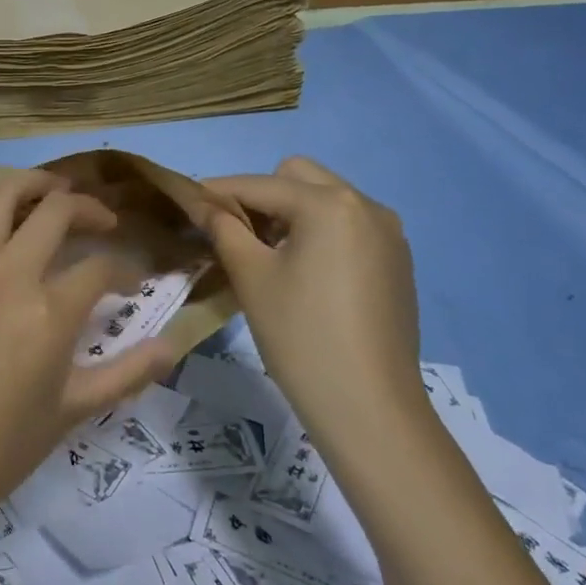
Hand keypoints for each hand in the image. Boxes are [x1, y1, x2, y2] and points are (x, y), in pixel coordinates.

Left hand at [0, 170, 181, 527]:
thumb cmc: (4, 445)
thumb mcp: (76, 409)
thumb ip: (129, 372)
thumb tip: (173, 345)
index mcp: (50, 311)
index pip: (102, 267)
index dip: (126, 269)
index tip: (132, 281)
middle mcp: (8, 273)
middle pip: (57, 211)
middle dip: (89, 208)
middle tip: (101, 221)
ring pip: (1, 195)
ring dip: (32, 184)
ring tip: (51, 190)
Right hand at [201, 156, 423, 438]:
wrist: (369, 407)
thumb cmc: (301, 336)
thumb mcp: (252, 277)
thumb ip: (223, 228)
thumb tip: (203, 203)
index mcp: (329, 204)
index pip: (260, 185)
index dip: (219, 192)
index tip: (188, 203)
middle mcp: (366, 205)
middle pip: (298, 178)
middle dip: (261, 196)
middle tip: (236, 234)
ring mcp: (388, 233)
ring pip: (326, 200)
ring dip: (291, 213)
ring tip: (267, 255)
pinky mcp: (396, 260)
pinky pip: (348, 226)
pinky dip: (320, 233)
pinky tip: (304, 273)